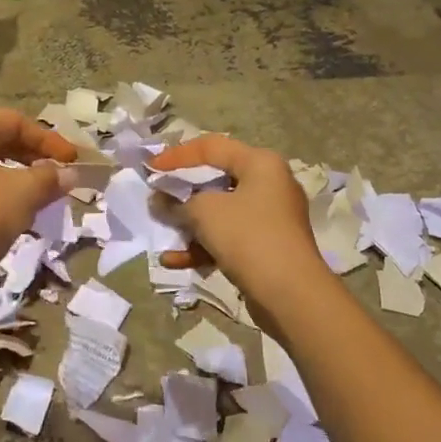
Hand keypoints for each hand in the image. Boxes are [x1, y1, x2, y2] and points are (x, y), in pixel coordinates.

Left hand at [0, 108, 74, 286]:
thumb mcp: (24, 194)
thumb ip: (49, 177)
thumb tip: (69, 174)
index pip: (14, 122)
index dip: (49, 140)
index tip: (73, 160)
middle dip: (30, 156)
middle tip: (58, 173)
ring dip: (13, 173)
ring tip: (38, 192)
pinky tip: (10, 208)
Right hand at [151, 134, 324, 302]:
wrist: (290, 294)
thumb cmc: (248, 236)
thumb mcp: (204, 212)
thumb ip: (176, 203)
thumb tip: (159, 201)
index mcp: (260, 163)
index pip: (211, 147)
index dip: (176, 156)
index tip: (150, 169)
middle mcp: (269, 185)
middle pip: (215, 180)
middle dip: (181, 192)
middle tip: (156, 198)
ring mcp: (269, 218)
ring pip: (219, 213)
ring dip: (188, 224)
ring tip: (162, 233)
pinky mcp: (265, 247)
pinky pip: (227, 238)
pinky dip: (202, 246)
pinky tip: (174, 260)